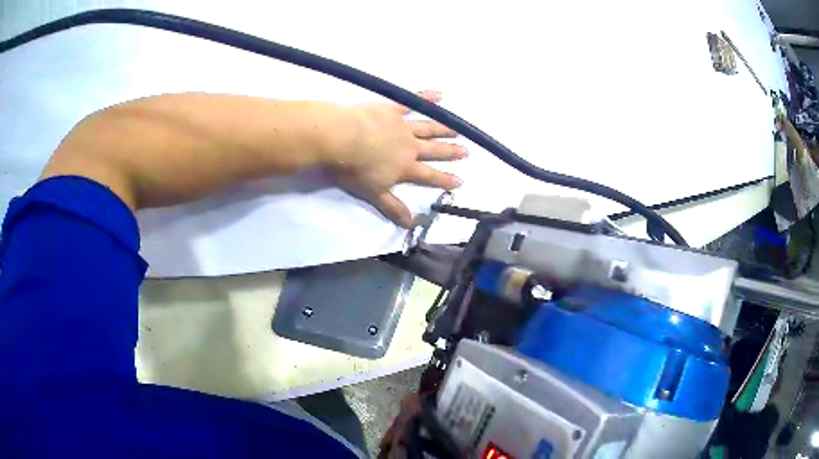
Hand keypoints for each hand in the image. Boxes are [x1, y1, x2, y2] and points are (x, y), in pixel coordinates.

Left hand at [331, 91, 466, 227]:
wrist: (342, 139)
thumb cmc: (354, 168)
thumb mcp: (374, 193)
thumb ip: (393, 207)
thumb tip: (411, 225)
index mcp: (405, 167)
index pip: (428, 175)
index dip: (444, 179)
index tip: (460, 181)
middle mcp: (409, 146)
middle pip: (433, 150)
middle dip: (450, 152)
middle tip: (466, 151)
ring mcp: (402, 126)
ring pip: (428, 128)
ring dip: (443, 129)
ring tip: (458, 129)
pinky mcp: (392, 109)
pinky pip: (412, 102)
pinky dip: (426, 98)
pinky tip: (440, 95)